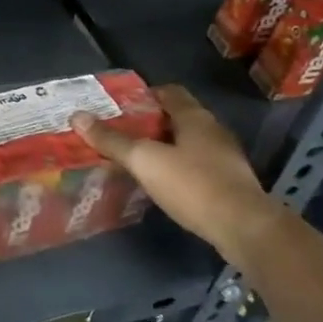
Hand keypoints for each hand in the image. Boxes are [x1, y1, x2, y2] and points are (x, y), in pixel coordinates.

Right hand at [72, 85, 284, 262]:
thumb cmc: (193, 185)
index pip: (168, 92)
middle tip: (120, 133)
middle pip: (177, 117)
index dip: (144, 95)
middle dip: (149, 123)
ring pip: (187, 143)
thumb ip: (112, 140)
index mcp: (194, 117)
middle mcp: (213, 131)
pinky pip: (197, 166)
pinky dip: (177, 168)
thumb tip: (77, 116)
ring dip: (164, 147)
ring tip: (135, 158)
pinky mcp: (229, 183)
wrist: (245, 229)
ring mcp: (224, 158)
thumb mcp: (145, 160)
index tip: (119, 107)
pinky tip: (161, 183)